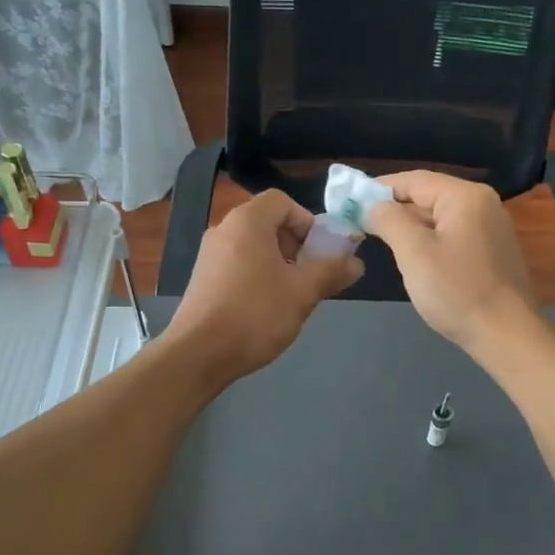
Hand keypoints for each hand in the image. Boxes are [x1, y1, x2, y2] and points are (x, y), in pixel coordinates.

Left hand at [165, 189, 361, 384]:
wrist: (198, 354)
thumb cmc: (255, 314)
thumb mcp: (302, 292)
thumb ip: (331, 272)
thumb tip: (356, 263)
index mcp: (247, 222)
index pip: (282, 201)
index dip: (307, 221)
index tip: (320, 251)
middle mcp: (224, 229)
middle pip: (268, 222)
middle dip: (296, 244)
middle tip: (310, 275)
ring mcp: (208, 255)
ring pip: (253, 246)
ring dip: (278, 263)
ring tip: (291, 295)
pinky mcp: (201, 279)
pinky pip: (237, 264)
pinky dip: (257, 275)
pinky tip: (265, 308)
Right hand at [367, 171, 540, 357]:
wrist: (507, 335)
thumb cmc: (457, 290)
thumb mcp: (414, 252)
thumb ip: (388, 220)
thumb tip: (371, 204)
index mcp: (465, 196)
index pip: (414, 180)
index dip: (379, 187)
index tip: (350, 201)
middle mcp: (482, 204)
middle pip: (428, 196)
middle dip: (394, 208)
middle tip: (360, 222)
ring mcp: (490, 228)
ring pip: (439, 217)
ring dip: (410, 226)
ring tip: (379, 238)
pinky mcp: (491, 251)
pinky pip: (452, 235)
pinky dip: (428, 240)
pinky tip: (412, 257)